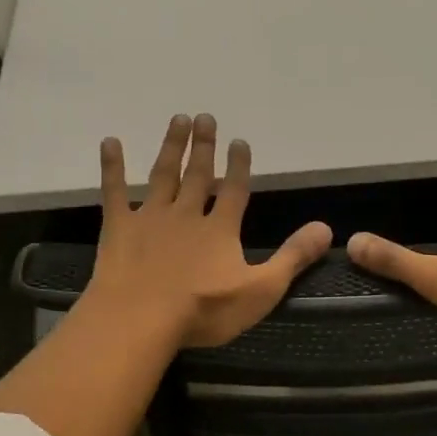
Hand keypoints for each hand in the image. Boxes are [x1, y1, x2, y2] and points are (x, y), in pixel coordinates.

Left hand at [82, 113, 331, 348]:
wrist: (141, 318)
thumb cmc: (204, 310)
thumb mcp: (260, 290)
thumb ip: (292, 258)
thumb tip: (326, 229)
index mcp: (220, 229)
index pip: (234, 190)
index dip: (238, 165)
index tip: (239, 140)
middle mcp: (187, 214)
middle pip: (198, 174)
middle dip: (204, 146)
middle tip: (205, 117)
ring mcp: (150, 218)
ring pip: (163, 174)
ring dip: (172, 147)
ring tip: (178, 119)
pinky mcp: (119, 228)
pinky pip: (114, 191)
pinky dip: (113, 166)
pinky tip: (110, 142)